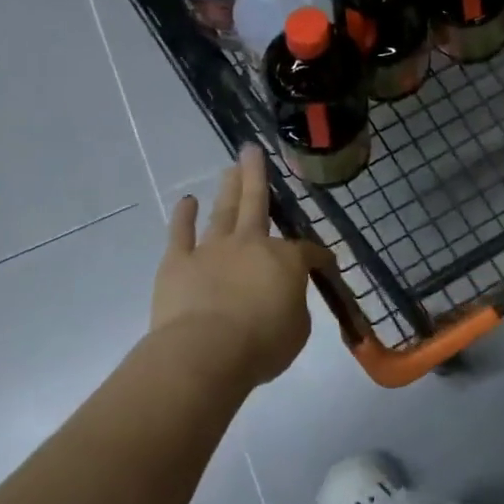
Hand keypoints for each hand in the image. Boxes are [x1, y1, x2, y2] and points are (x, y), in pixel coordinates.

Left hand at [152, 145, 330, 387]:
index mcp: (285, 260)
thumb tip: (285, 299)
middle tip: (253, 150)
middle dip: (256, 175)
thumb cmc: (261, 345)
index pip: (308, 252)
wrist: (206, 353)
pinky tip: (187, 201)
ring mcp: (212, 249)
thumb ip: (294, 307)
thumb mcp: (297, 330)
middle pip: (256, 203)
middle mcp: (250, 244)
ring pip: (223, 211)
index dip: (319, 256)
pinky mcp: (178, 262)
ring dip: (228, 187)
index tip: (325, 262)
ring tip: (230, 167)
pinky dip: (183, 216)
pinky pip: (181, 233)